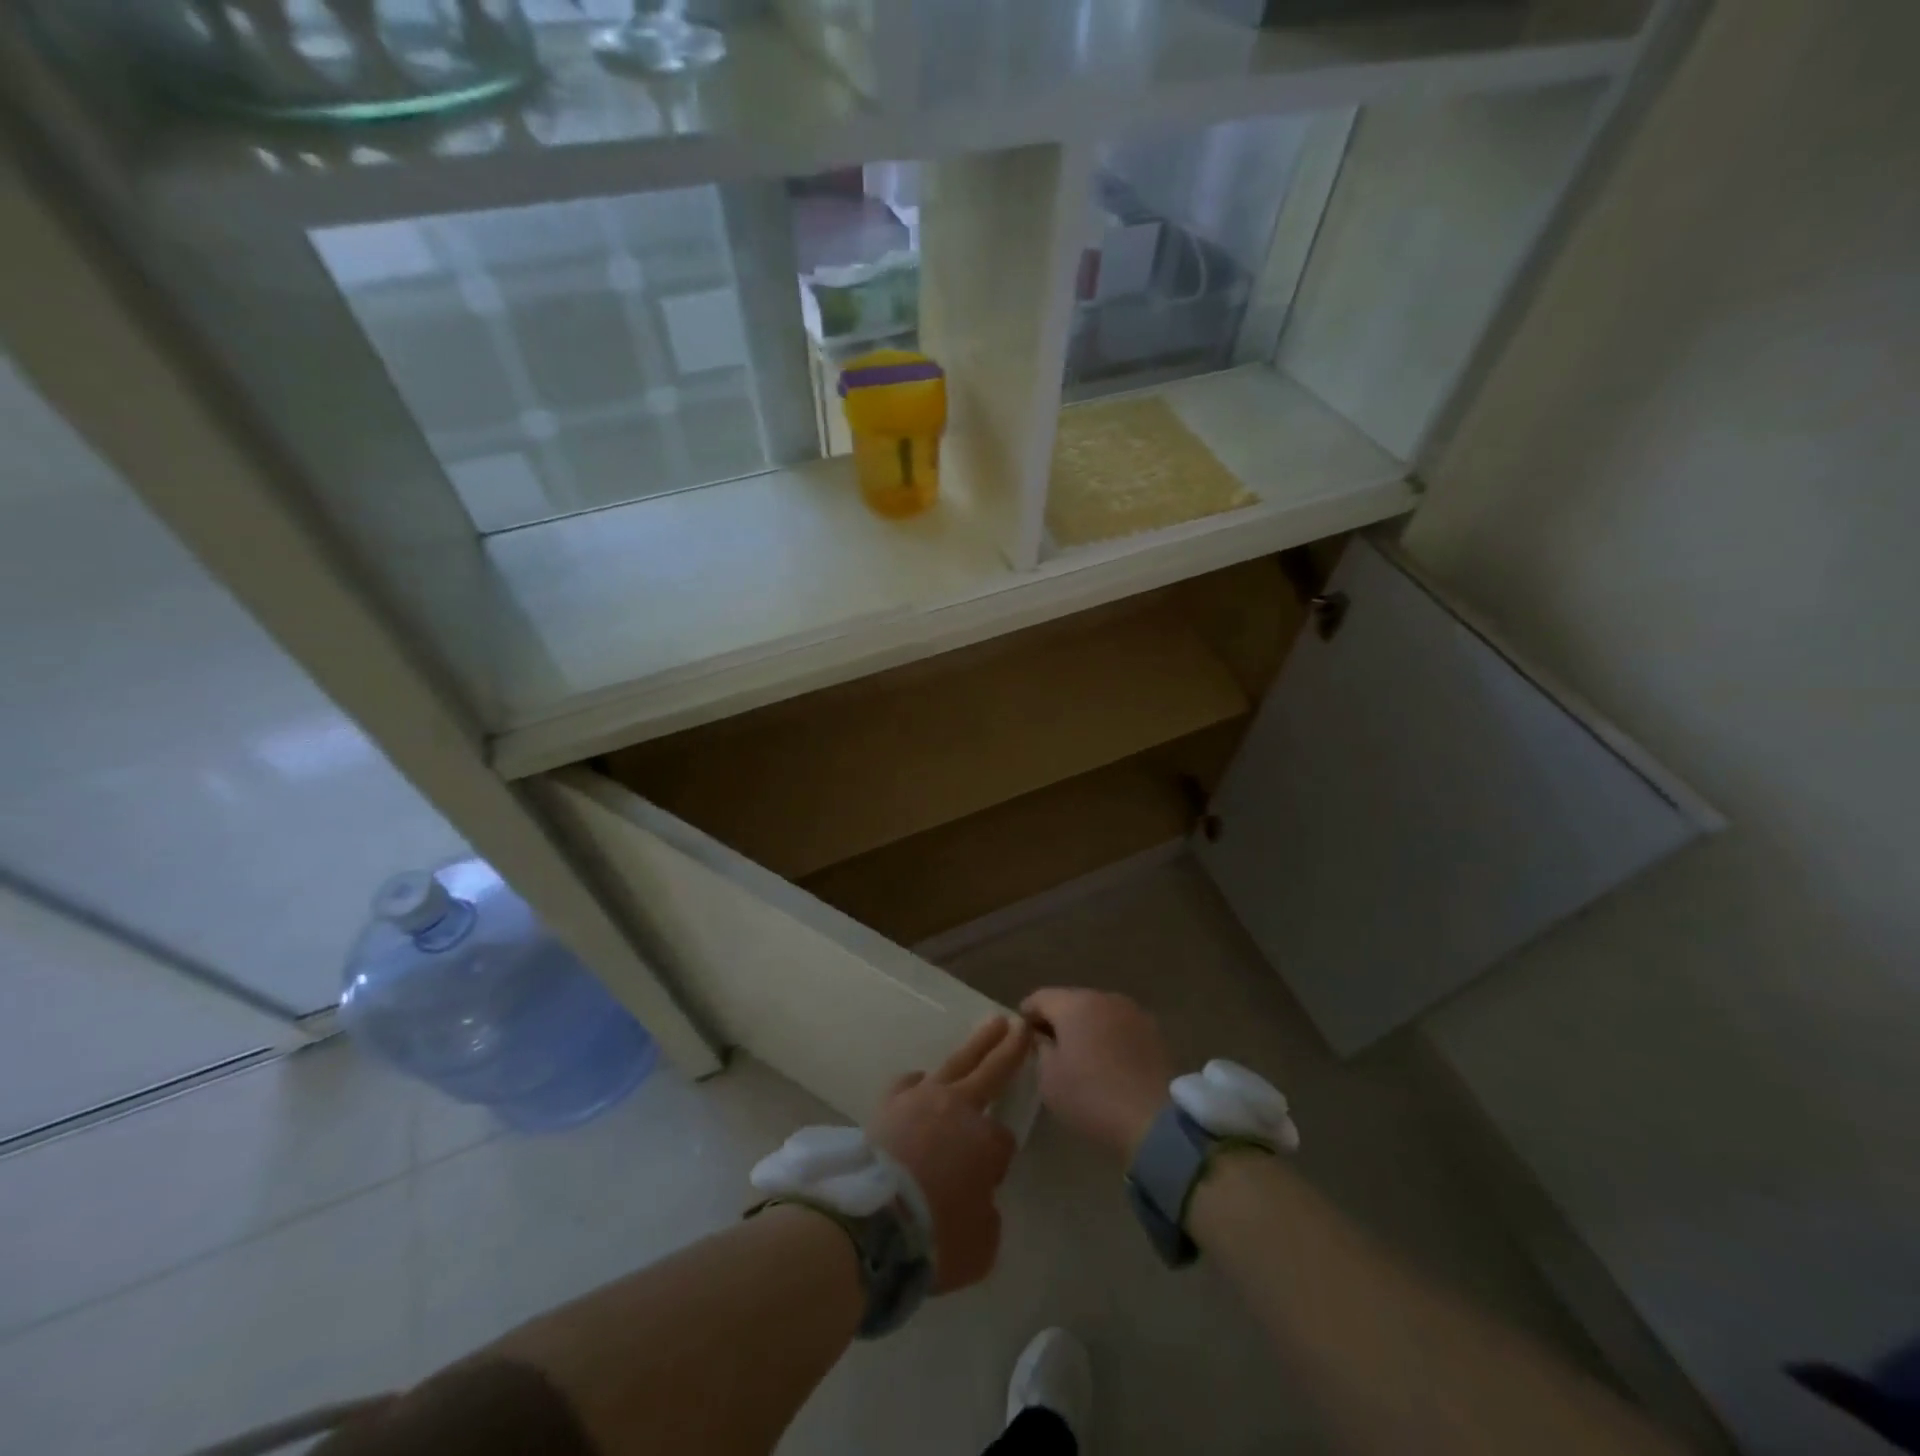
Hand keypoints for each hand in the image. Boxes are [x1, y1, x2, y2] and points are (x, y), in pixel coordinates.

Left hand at [867, 1016, 1030, 1292]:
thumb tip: (976, 1198)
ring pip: (957, 1062)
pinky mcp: (889, 1103)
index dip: (998, 1162)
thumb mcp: (981, 1245)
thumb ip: (987, 1214)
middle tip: (1021, 1024)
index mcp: (987, 1141)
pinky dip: (920, 1082)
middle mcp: (958, 1108)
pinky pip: (910, 1083)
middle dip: (1009, 1049)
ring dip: (976, 1045)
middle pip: (991, 1071)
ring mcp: (921, 1099)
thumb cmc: (935, 1236)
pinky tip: (923, 1082)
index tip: (988, 1182)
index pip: (1004, 1142)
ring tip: (990, 1026)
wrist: (872, 1221)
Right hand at [1020, 988, 1172, 1160]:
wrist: (1154, 1120)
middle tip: (1050, 1048)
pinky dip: (1109, 1037)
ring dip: (1086, 1027)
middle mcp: (1103, 997)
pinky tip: (1108, 1063)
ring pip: (1098, 1012)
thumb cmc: (1091, 1097)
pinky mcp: (1153, 1030)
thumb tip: (1042, 1036)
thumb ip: (1040, 1049)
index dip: (1026, 1015)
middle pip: (1070, 1001)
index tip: (1023, 1037)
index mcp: (1074, 1004)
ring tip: (1081, 1057)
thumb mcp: (1049, 1079)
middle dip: (1058, 1020)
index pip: (1039, 998)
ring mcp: (1132, 1011)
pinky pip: (1120, 1026)